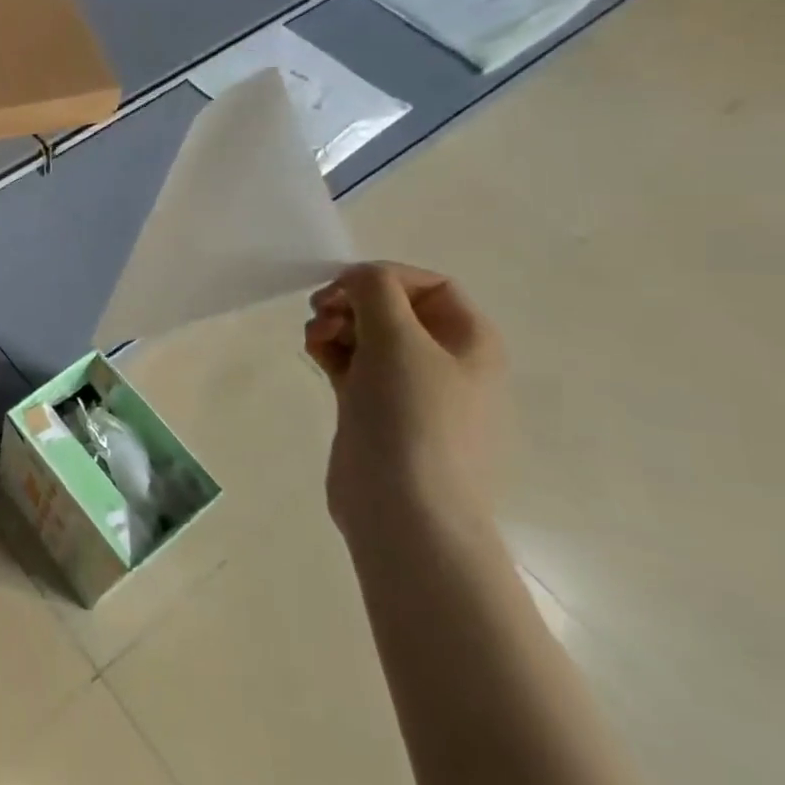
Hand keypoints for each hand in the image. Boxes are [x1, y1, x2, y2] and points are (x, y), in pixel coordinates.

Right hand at [304, 262, 505, 540]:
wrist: (404, 508)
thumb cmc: (412, 416)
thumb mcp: (398, 339)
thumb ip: (375, 291)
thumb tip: (358, 278)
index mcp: (470, 342)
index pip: (429, 285)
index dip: (383, 276)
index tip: (341, 288)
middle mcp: (446, 361)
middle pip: (394, 308)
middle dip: (352, 301)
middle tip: (321, 312)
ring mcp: (410, 389)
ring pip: (368, 336)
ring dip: (336, 324)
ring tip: (315, 339)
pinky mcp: (377, 410)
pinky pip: (354, 365)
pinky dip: (332, 352)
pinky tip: (314, 355)